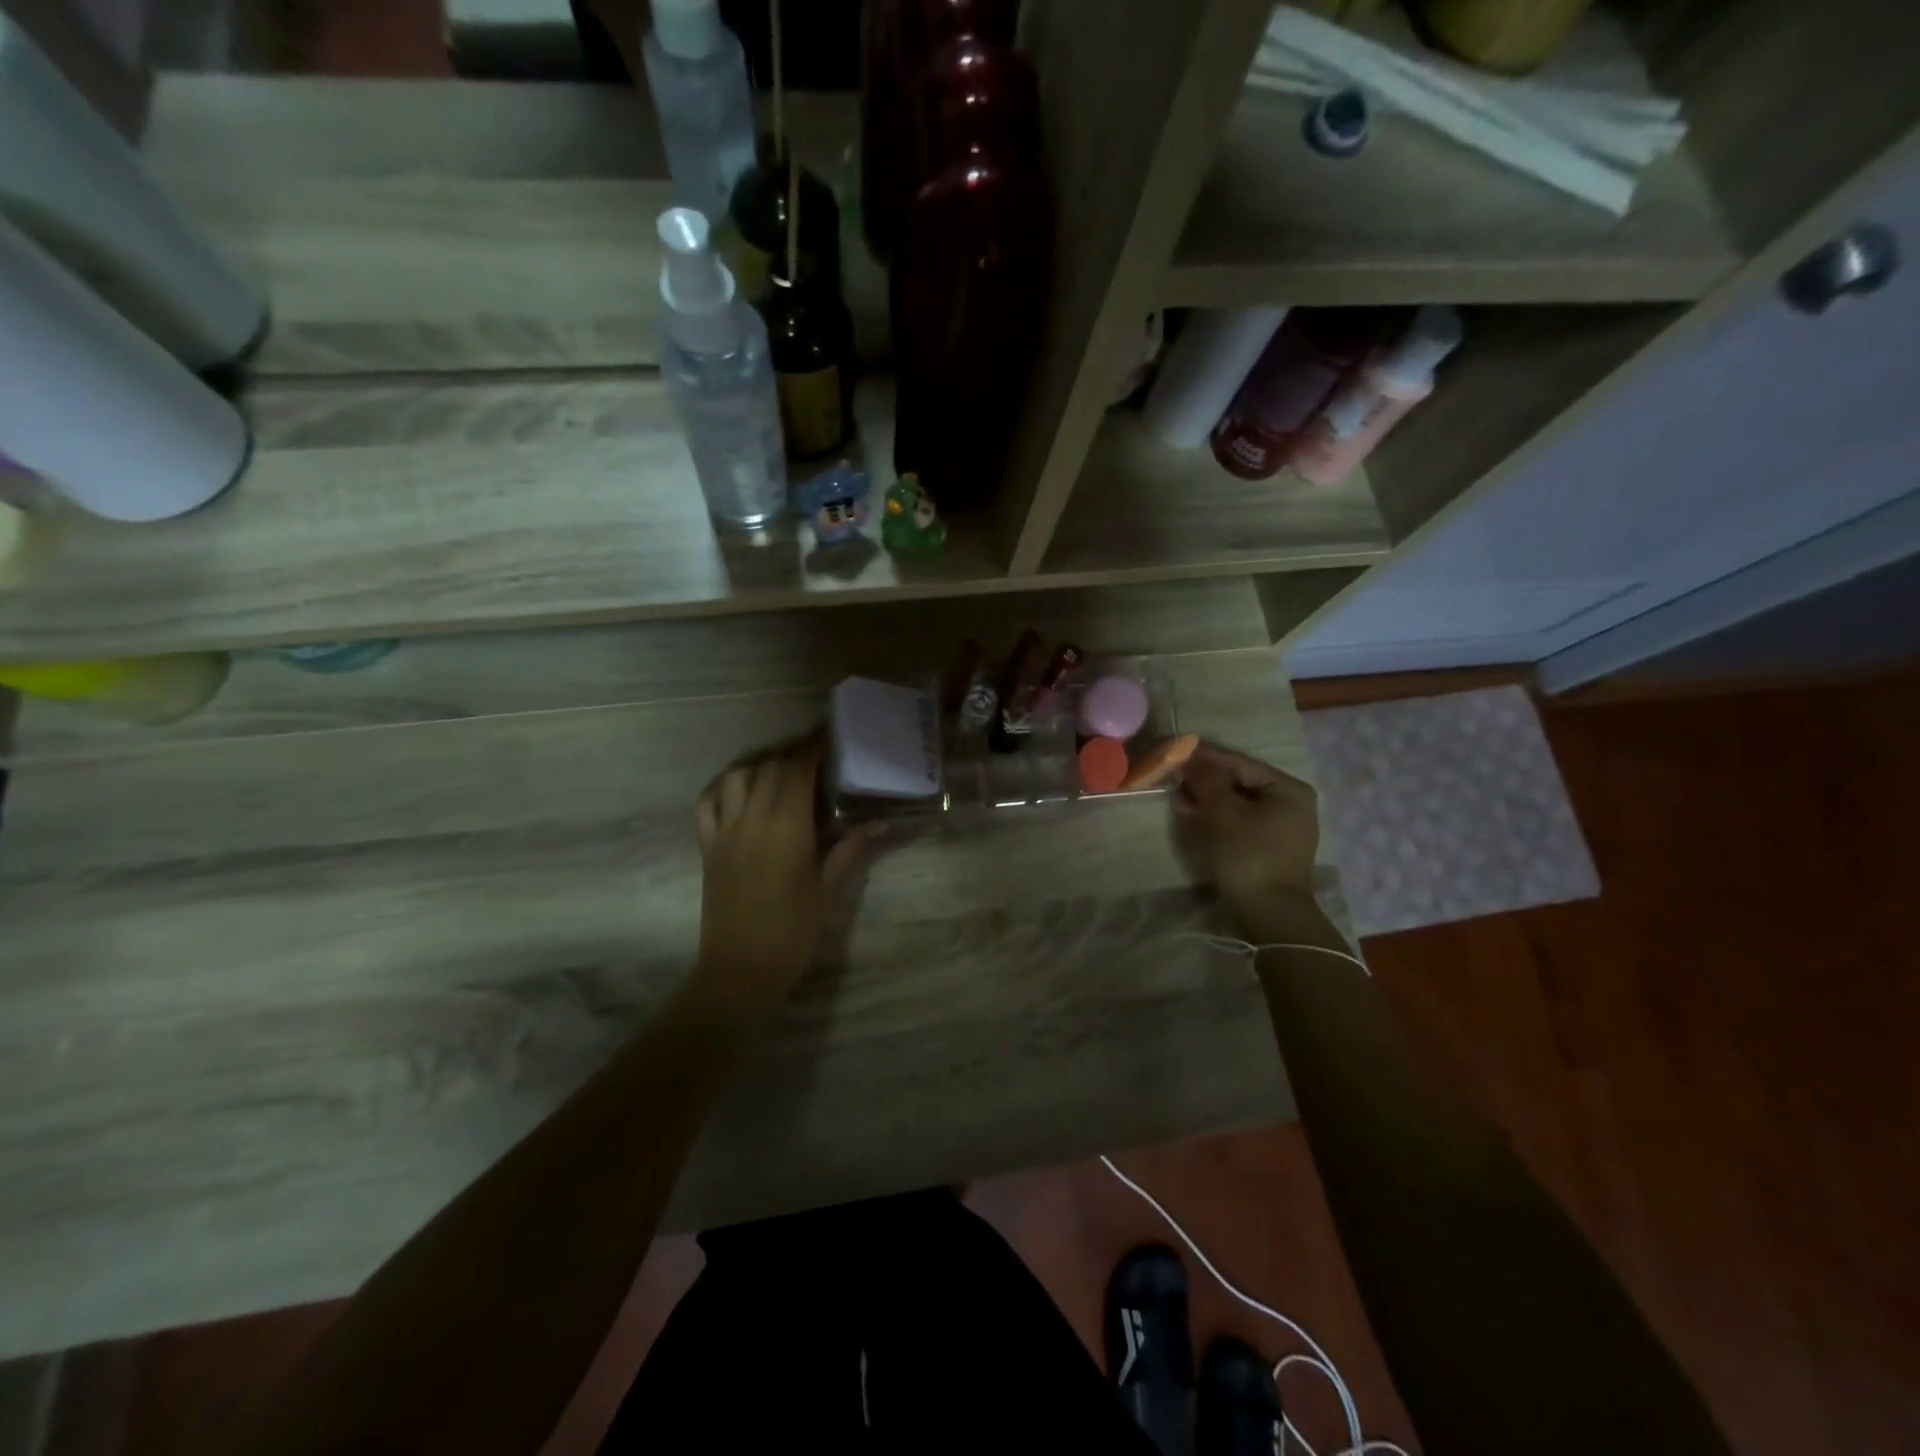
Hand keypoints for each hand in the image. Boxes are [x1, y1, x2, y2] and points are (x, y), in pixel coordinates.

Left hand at [693, 736, 881, 1013]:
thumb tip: (882, 823)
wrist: (741, 969)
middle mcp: (752, 819)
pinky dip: (723, 789)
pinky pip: (707, 804)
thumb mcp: (829, 890)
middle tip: (816, 759)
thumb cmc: (793, 931)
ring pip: (737, 777)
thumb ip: (852, 849)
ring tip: (780, 775)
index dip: (813, 748)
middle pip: (770, 768)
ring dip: (760, 767)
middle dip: (793, 756)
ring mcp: (725, 831)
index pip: (797, 770)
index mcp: (786, 827)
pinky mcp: (708, 847)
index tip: (830, 738)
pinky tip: (740, 794)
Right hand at [1173, 742, 1340, 948]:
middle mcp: (1291, 803)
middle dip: (1204, 779)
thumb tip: (1189, 756)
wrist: (1270, 915)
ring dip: (1207, 798)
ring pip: (1238, 802)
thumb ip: (1206, 779)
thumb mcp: (1223, 813)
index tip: (1175, 748)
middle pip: (1239, 781)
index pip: (1239, 762)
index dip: (1205, 755)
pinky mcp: (1270, 847)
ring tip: (1179, 796)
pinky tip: (1195, 816)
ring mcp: (1282, 827)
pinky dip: (1217, 816)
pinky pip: (1240, 821)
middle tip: (1173, 775)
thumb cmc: (1250, 856)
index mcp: (1288, 788)